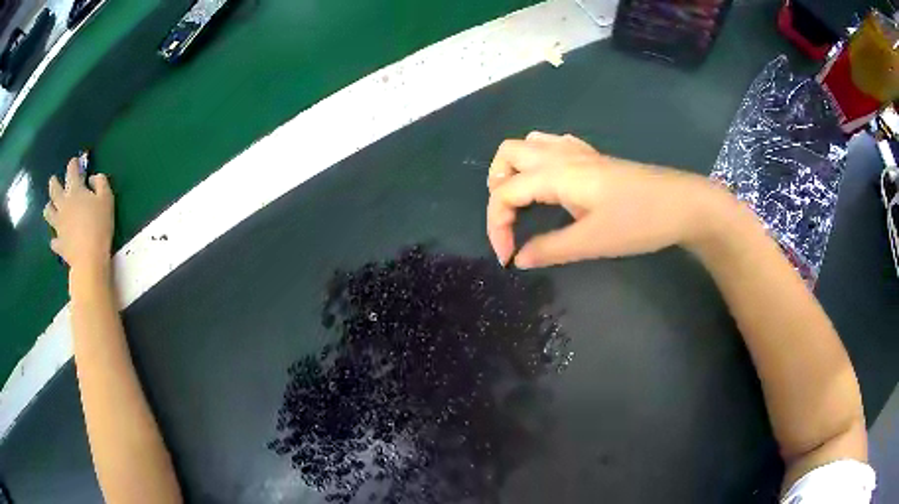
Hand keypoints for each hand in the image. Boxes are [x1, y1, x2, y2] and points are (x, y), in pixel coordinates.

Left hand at [44, 158, 114, 273]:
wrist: (88, 258)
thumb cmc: (99, 225)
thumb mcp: (107, 198)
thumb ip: (100, 183)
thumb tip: (92, 178)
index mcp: (75, 191)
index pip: (72, 171)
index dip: (73, 163)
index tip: (75, 161)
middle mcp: (63, 205)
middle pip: (54, 190)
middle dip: (53, 183)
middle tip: (53, 180)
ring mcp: (59, 225)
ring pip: (48, 213)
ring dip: (49, 208)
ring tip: (50, 207)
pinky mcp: (59, 243)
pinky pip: (54, 240)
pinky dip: (54, 238)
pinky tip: (56, 239)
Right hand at [487, 132, 726, 267]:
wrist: (683, 204)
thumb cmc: (639, 221)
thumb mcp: (592, 241)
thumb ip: (550, 248)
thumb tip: (519, 259)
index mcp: (555, 174)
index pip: (505, 193)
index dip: (497, 227)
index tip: (508, 258)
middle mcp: (561, 155)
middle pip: (507, 154)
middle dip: (497, 187)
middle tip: (510, 220)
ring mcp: (579, 152)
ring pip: (529, 145)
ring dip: (515, 170)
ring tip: (523, 201)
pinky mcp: (594, 157)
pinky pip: (553, 145)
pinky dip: (539, 161)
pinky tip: (551, 182)